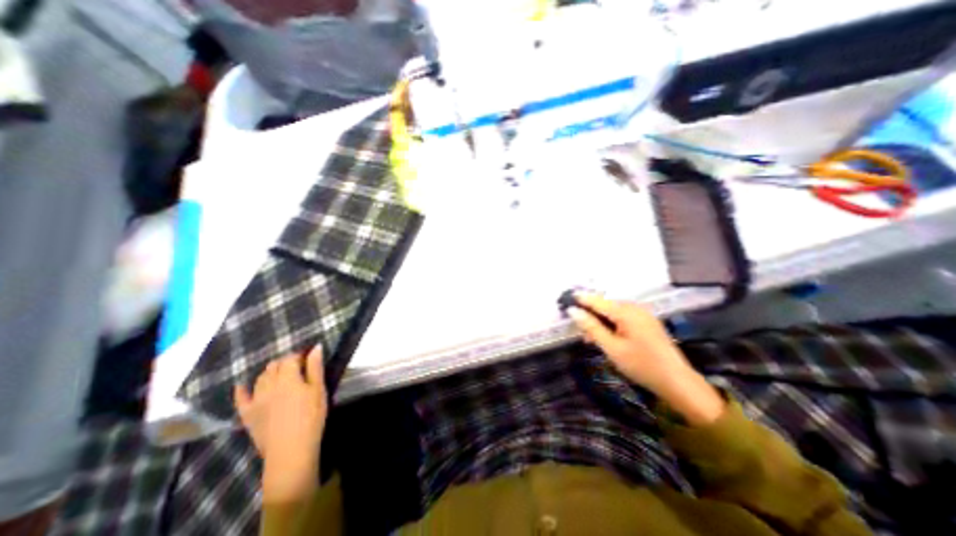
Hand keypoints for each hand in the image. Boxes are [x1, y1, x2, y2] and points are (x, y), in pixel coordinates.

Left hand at [234, 348, 328, 502]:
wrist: (290, 450)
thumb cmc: (311, 417)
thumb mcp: (319, 390)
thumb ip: (315, 368)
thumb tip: (315, 347)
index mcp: (288, 378)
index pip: (290, 358)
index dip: (299, 356)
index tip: (308, 359)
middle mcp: (268, 385)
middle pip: (273, 366)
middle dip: (285, 362)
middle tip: (298, 367)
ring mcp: (255, 400)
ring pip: (260, 378)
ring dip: (270, 372)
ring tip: (281, 375)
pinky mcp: (247, 415)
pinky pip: (240, 399)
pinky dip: (241, 390)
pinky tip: (242, 385)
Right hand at [567, 296, 724, 424]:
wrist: (677, 382)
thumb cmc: (641, 365)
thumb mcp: (612, 348)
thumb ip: (591, 327)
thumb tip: (573, 311)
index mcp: (626, 312)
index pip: (598, 301)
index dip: (581, 298)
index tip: (567, 297)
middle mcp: (635, 308)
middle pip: (606, 306)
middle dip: (591, 315)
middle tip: (580, 332)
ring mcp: (643, 315)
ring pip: (614, 312)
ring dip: (601, 322)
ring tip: (592, 339)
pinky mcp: (647, 322)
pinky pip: (624, 318)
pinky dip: (612, 325)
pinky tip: (608, 337)